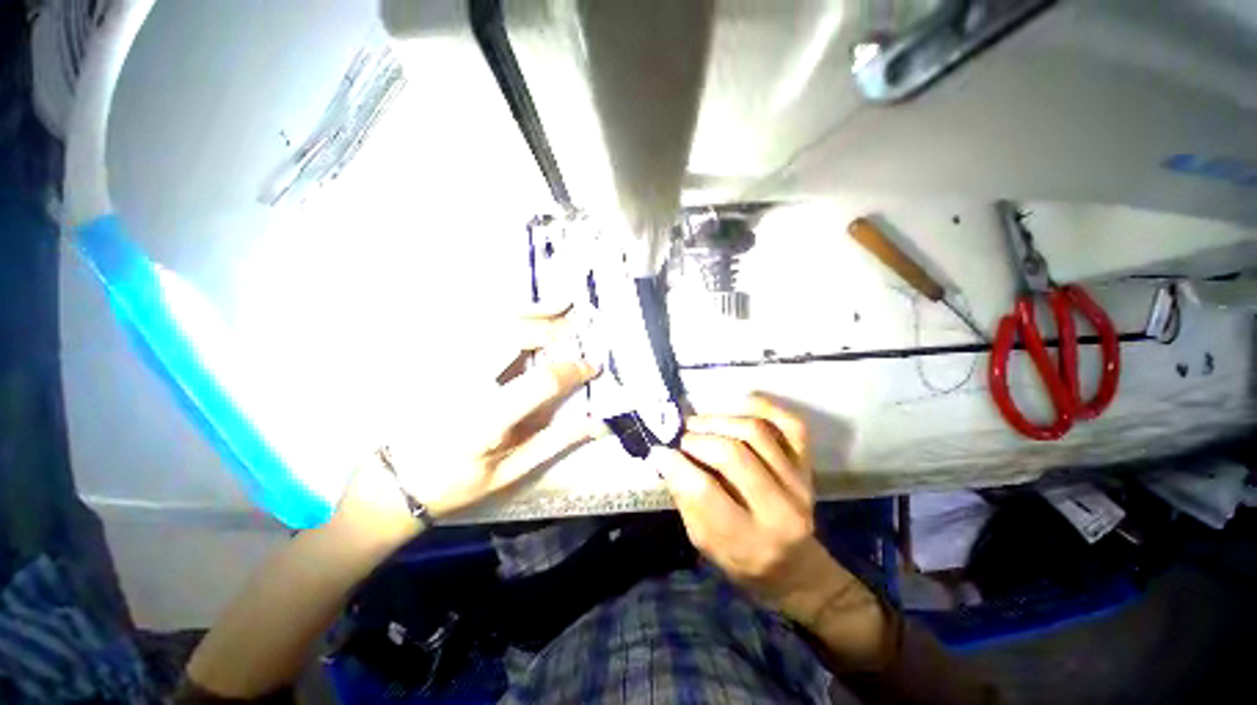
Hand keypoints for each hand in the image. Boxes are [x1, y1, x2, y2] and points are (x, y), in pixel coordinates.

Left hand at [344, 305, 600, 529]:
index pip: (539, 383)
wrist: (396, 481)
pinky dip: (501, 310)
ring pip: (489, 322)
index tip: (592, 367)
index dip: (571, 371)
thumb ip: (554, 442)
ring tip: (560, 303)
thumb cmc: (457, 483)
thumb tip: (598, 424)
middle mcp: (462, 385)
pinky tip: (522, 308)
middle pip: (510, 338)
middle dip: (550, 328)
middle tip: (579, 324)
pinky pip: (470, 323)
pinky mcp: (434, 358)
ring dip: (529, 310)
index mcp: (485, 422)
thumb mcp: (510, 473)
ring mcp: (443, 366)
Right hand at [654, 395, 878, 631]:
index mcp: (749, 540)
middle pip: (733, 455)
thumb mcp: (705, 544)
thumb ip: (686, 500)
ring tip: (698, 423)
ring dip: (719, 421)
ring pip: (755, 432)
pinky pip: (790, 423)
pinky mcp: (807, 464)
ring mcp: (799, 482)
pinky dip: (763, 406)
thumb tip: (667, 457)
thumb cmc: (743, 561)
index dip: (677, 465)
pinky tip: (737, 405)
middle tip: (681, 438)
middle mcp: (780, 509)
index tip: (660, 451)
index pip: (705, 491)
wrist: (796, 568)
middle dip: (697, 439)